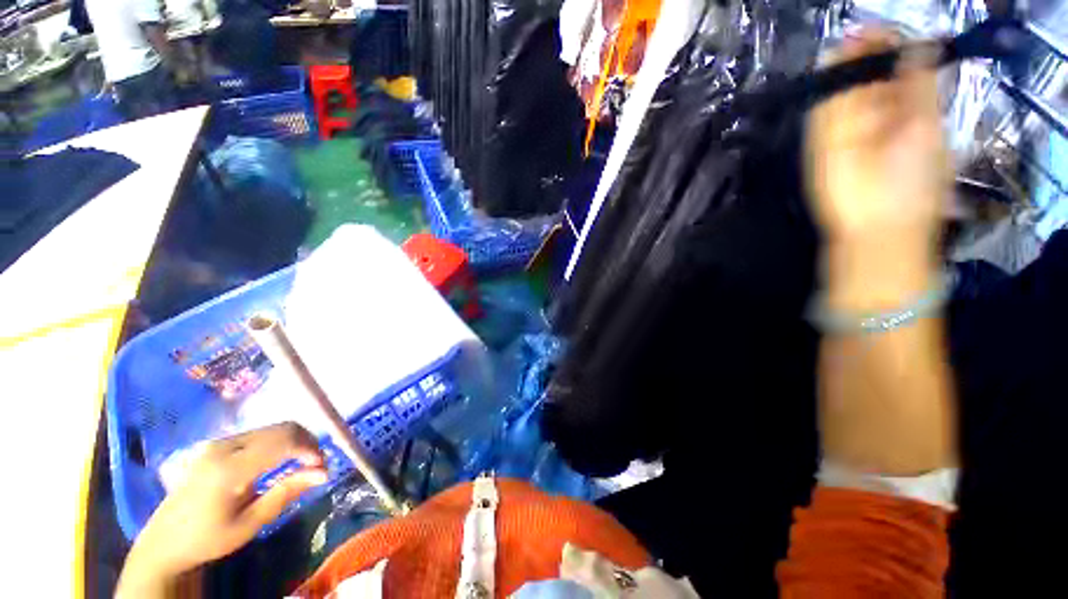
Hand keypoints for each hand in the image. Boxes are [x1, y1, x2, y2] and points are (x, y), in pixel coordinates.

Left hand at [117, 423, 327, 597]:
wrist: (164, 541)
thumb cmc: (208, 538)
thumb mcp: (250, 523)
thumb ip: (287, 492)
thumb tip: (324, 472)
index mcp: (230, 468)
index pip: (284, 440)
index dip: (310, 448)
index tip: (322, 467)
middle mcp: (225, 446)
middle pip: (282, 428)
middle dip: (307, 442)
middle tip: (316, 466)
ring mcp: (219, 442)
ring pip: (274, 428)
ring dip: (295, 441)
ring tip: (301, 464)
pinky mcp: (218, 444)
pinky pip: (260, 433)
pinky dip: (279, 442)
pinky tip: (280, 461)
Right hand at [806, 30, 949, 308]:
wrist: (876, 225)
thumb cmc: (914, 183)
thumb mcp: (927, 129)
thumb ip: (919, 88)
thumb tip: (918, 44)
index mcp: (908, 112)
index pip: (898, 72)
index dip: (893, 47)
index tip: (886, 29)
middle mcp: (876, 117)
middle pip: (869, 77)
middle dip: (866, 53)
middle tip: (862, 31)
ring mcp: (846, 131)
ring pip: (843, 91)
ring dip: (844, 66)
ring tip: (846, 41)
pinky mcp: (821, 144)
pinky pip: (823, 111)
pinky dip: (826, 88)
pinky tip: (829, 64)